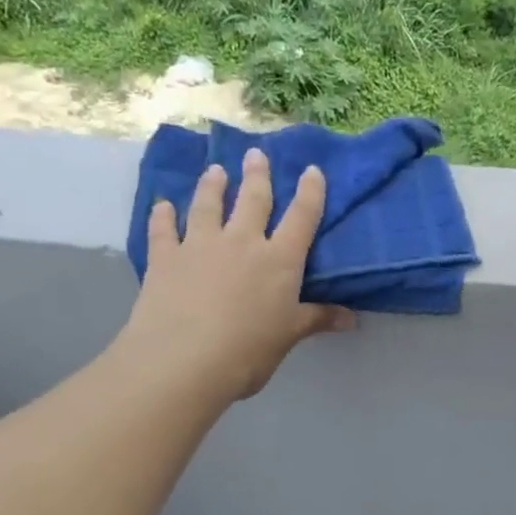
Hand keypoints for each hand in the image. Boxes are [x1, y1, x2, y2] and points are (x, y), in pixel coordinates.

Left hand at [120, 148, 354, 402]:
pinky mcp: (165, 257)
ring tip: (215, 170)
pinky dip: (163, 216)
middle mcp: (242, 242)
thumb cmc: (248, 352)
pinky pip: (164, 229)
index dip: (310, 193)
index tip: (312, 170)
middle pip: (253, 200)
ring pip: (208, 205)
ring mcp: (200, 245)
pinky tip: (163, 206)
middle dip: (257, 176)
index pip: (301, 218)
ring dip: (213, 186)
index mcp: (279, 261)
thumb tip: (352, 319)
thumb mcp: (288, 337)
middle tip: (256, 154)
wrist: (185, 360)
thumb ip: (316, 320)